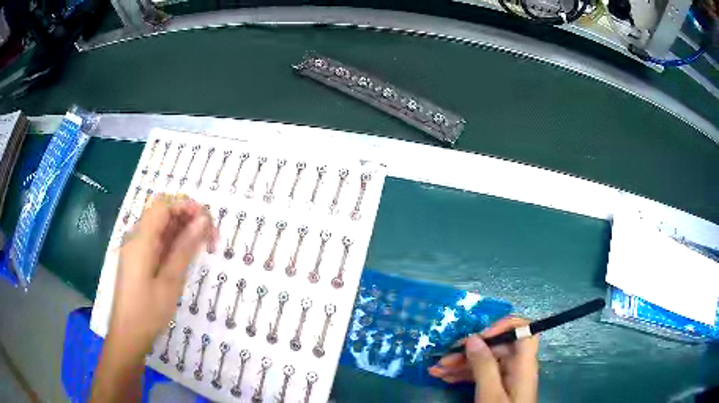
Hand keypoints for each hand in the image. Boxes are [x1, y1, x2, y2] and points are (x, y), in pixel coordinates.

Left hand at [108, 195, 214, 353]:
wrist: (128, 335)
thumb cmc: (148, 312)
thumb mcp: (170, 282)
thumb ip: (184, 249)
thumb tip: (202, 221)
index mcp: (140, 240)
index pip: (163, 205)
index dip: (185, 205)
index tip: (207, 221)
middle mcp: (136, 237)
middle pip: (161, 212)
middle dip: (187, 216)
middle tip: (209, 235)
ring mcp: (136, 248)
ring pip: (160, 226)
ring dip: (182, 229)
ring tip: (203, 245)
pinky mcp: (138, 259)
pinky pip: (157, 241)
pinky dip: (173, 242)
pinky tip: (185, 255)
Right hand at [428, 317, 538, 402]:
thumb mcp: (490, 394)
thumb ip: (484, 366)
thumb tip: (473, 338)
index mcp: (523, 364)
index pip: (524, 331)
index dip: (504, 326)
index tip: (480, 336)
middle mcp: (517, 366)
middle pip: (496, 347)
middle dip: (469, 351)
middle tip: (444, 359)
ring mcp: (506, 376)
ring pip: (485, 361)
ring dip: (461, 364)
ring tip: (436, 370)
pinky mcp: (497, 386)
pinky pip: (481, 374)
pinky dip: (464, 374)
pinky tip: (446, 377)